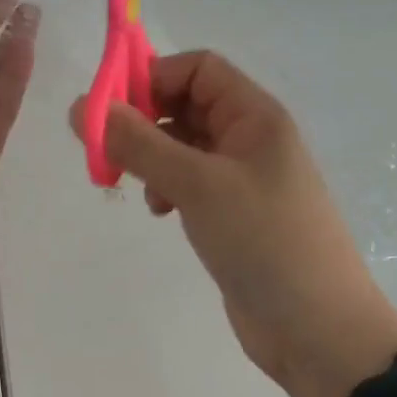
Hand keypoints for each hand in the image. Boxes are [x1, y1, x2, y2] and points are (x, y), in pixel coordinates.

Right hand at [71, 51, 396, 396]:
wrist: (316, 328)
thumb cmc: (263, 241)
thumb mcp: (197, 184)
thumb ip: (138, 143)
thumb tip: (81, 106)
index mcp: (254, 116)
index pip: (197, 68)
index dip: (151, 79)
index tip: (109, 112)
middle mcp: (249, 138)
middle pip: (186, 104)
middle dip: (144, 123)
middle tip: (109, 154)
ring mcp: (242, 178)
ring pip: (182, 146)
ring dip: (152, 158)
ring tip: (141, 190)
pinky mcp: (232, 214)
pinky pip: (189, 182)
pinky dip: (166, 188)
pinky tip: (160, 211)